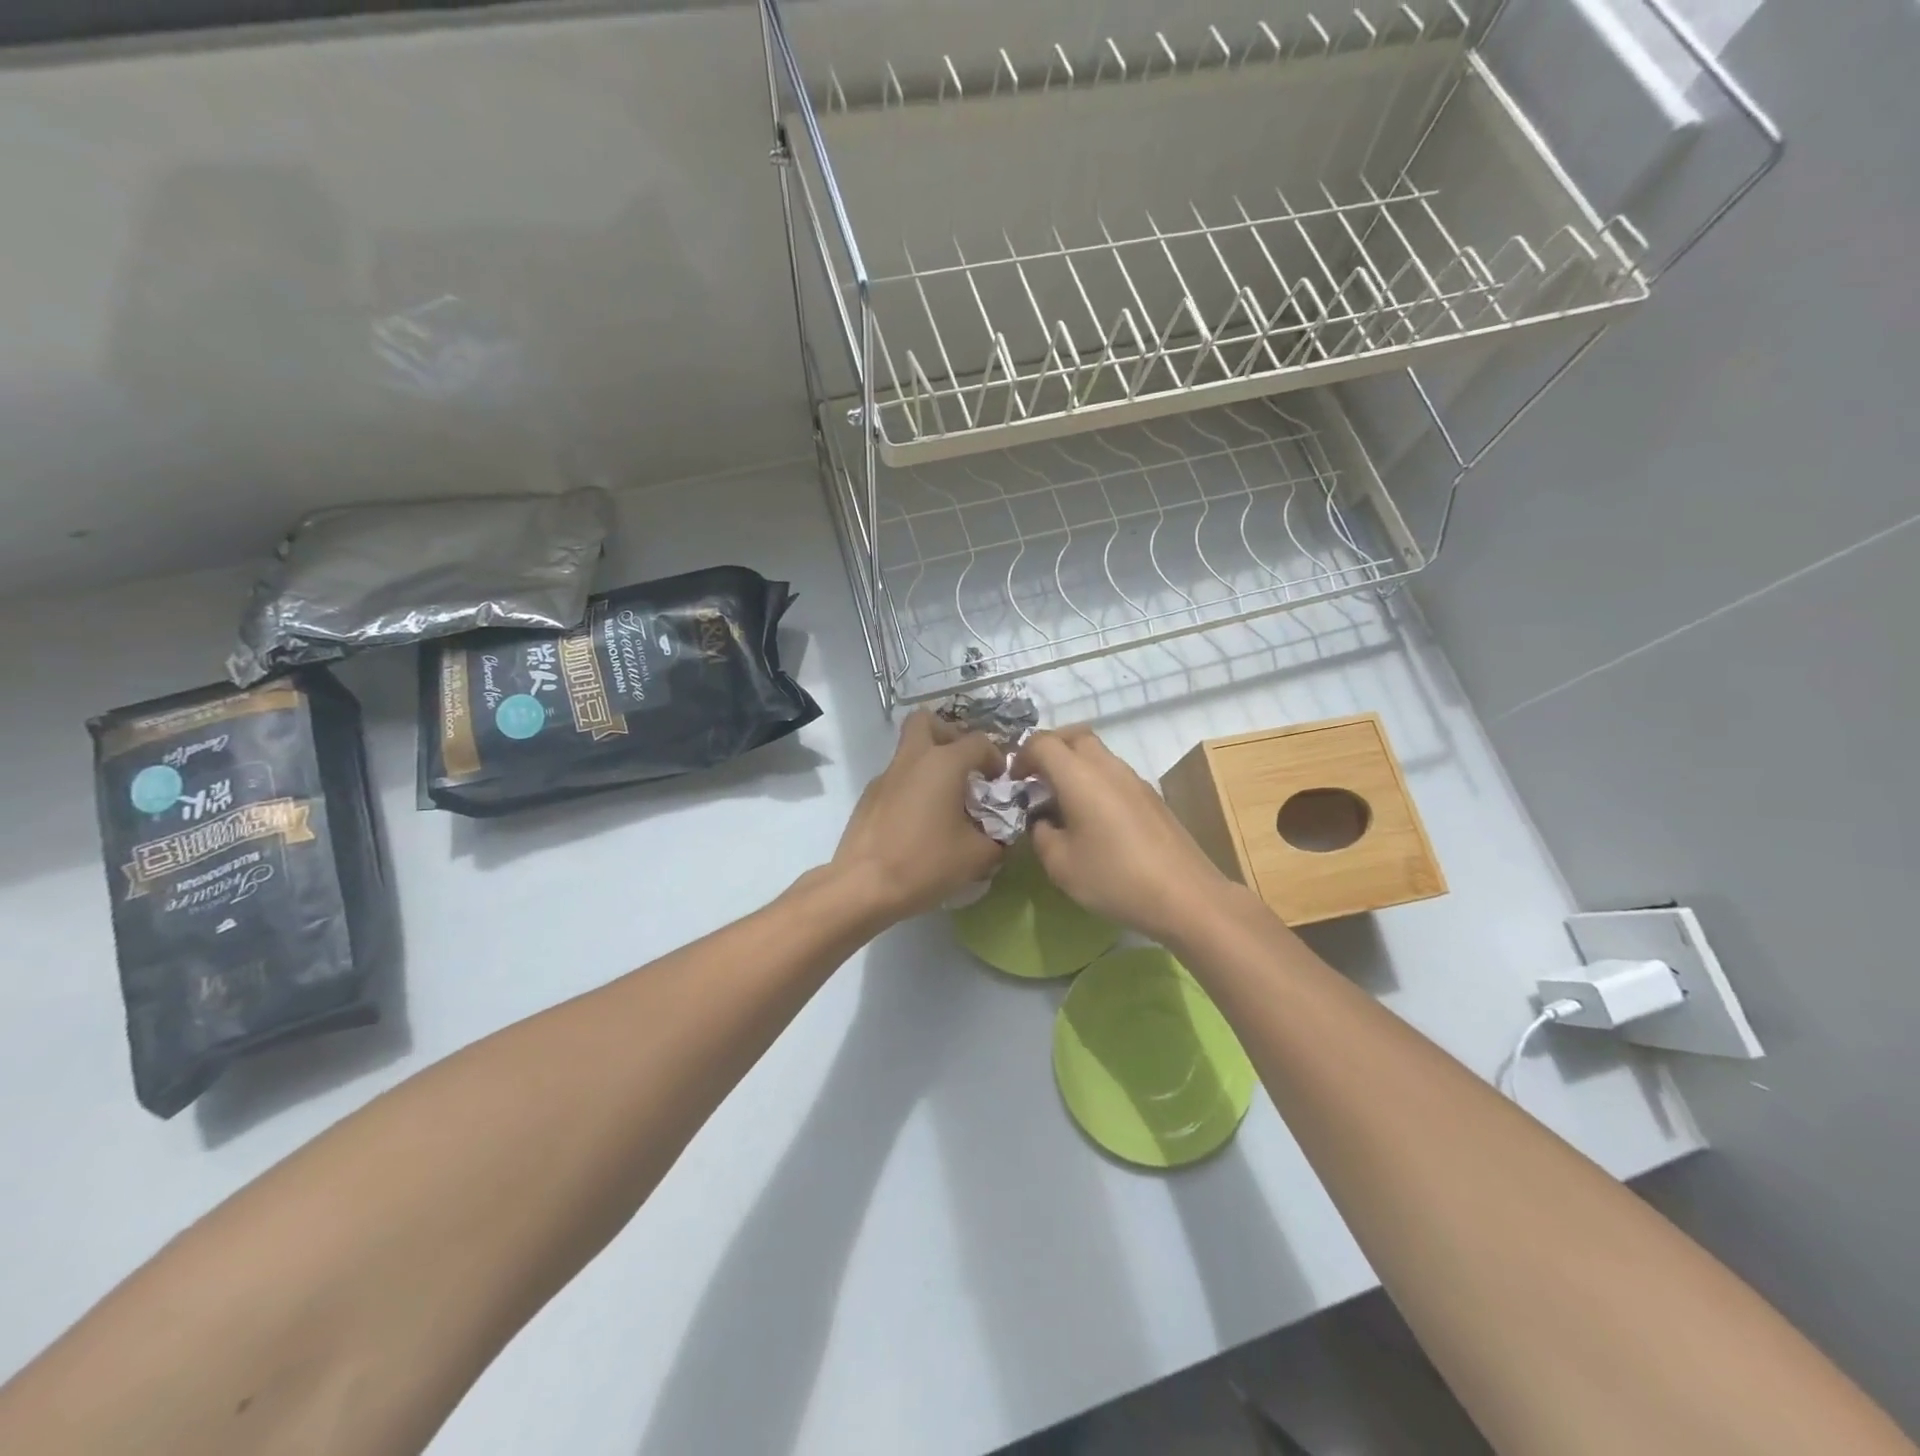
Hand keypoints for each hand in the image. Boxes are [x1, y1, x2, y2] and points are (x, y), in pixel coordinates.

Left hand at [831, 710, 1006, 922]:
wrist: (863, 886)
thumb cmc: (925, 863)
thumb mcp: (977, 856)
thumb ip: (998, 839)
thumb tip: (1001, 835)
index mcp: (943, 763)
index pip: (978, 742)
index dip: (995, 758)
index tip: (999, 783)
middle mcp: (912, 759)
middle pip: (927, 722)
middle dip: (949, 735)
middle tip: (963, 766)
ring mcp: (885, 776)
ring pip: (909, 750)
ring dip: (930, 764)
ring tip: (945, 801)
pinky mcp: (868, 797)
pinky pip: (896, 778)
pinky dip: (912, 788)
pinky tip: (919, 823)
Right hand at [1014, 727, 1236, 942]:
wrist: (1184, 895)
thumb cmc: (1114, 877)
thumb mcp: (1060, 864)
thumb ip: (1041, 834)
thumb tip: (1043, 820)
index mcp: (1079, 776)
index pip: (1043, 742)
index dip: (1021, 757)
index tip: (1014, 783)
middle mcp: (1108, 767)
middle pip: (1074, 736)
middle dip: (1050, 750)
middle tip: (1036, 780)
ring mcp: (1134, 779)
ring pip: (1097, 754)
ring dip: (1074, 767)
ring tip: (1062, 803)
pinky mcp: (1151, 797)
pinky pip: (1114, 774)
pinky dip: (1094, 782)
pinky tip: (1093, 820)